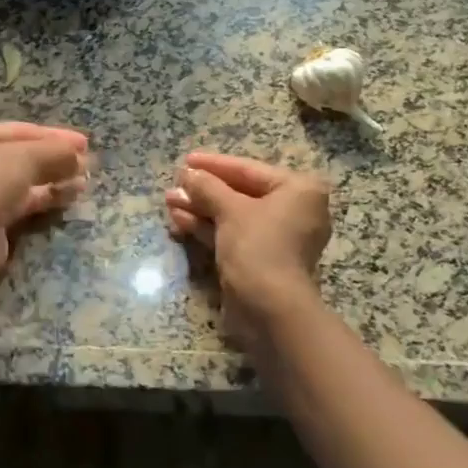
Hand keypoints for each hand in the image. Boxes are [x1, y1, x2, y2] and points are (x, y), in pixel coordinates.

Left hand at [0, 122, 88, 276]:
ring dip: (56, 176)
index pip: (19, 129)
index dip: (54, 135)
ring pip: (25, 178)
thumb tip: (80, 155)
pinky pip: (24, 199)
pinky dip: (47, 195)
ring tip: (86, 179)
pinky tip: (72, 194)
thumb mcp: (27, 156)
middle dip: (56, 157)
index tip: (84, 142)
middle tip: (88, 161)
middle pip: (22, 154)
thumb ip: (56, 150)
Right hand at [165, 151, 330, 348]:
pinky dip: (208, 227)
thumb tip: (187, 173)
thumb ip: (207, 187)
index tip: (186, 159)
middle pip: (240, 192)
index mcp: (298, 190)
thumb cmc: (258, 247)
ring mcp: (276, 237)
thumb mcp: (230, 210)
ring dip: (200, 208)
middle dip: (204, 190)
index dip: (214, 164)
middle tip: (175, 183)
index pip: (249, 169)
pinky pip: (232, 234)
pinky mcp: (260, 258)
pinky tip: (179, 219)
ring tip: (169, 201)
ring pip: (232, 215)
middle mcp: (293, 210)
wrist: (269, 308)